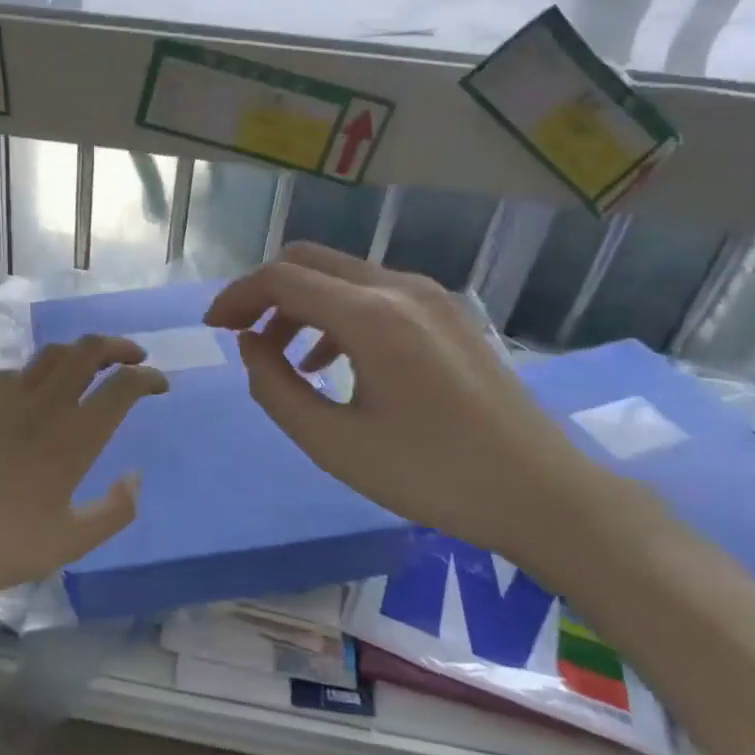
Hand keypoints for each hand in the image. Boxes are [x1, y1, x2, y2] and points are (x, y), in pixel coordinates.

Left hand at [0, 334, 168, 602]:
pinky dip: (39, 371)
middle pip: (88, 351)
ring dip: (80, 352)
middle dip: (118, 346)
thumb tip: (136, 477)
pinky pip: (16, 372)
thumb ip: (114, 510)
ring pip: (51, 354)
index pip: (123, 387)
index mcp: (74, 438)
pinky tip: (36, 391)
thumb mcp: (70, 542)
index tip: (160, 384)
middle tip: (133, 358)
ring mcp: (6, 399)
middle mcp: (44, 406)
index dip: (148, 378)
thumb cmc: (1, 545)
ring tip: (90, 366)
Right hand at [205, 242, 618, 569]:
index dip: (237, 297)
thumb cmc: (431, 475)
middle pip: (310, 261)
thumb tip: (251, 344)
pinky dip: (338, 314)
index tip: (212, 327)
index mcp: (371, 316)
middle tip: (240, 334)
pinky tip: (334, 360)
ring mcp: (430, 296)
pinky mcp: (448, 314)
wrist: (541, 493)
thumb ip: (275, 387)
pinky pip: (375, 294)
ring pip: (343, 276)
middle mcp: (400, 287)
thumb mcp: (333, 443)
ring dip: (301, 304)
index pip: (282, 279)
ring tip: (283, 357)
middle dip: (265, 292)